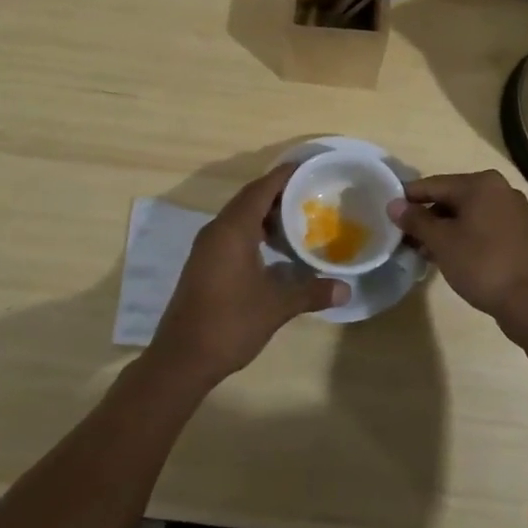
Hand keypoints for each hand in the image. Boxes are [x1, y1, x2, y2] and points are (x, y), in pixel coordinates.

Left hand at [148, 162, 345, 386]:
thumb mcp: (276, 307)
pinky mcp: (203, 263)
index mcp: (233, 230)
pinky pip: (231, 232)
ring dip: (264, 213)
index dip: (284, 175)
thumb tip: (346, 290)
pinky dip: (252, 229)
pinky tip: (272, 249)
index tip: (309, 168)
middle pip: (249, 198)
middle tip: (310, 193)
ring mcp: (206, 247)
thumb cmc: (230, 323)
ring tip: (296, 219)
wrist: (181, 358)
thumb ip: (311, 293)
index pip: (261, 188)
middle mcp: (217, 230)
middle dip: (278, 192)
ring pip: (238, 216)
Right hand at [386, 169, 527, 335]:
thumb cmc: (482, 264)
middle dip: (426, 217)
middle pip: (451, 198)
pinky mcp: (519, 234)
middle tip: (403, 237)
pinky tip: (447, 256)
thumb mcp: (442, 241)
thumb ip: (416, 220)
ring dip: (443, 230)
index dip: (408, 198)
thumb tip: (393, 204)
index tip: (387, 211)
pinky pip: (482, 228)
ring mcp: (513, 212)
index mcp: (481, 183)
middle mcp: (499, 190)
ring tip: (420, 250)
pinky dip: (463, 237)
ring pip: (467, 215)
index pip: (434, 184)